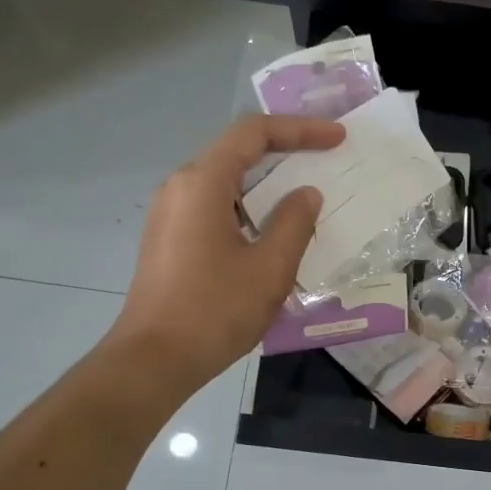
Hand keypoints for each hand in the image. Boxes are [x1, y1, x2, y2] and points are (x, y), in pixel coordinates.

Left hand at [110, 114, 343, 394]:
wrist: (153, 360)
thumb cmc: (214, 311)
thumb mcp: (269, 268)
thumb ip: (294, 223)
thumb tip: (306, 194)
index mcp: (202, 183)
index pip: (253, 133)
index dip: (300, 129)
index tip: (337, 139)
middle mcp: (180, 187)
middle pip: (237, 152)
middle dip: (285, 153)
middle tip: (326, 162)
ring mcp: (169, 213)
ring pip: (225, 182)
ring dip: (267, 186)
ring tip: (305, 200)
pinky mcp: (169, 238)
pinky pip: (214, 207)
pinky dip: (248, 209)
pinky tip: (271, 233)